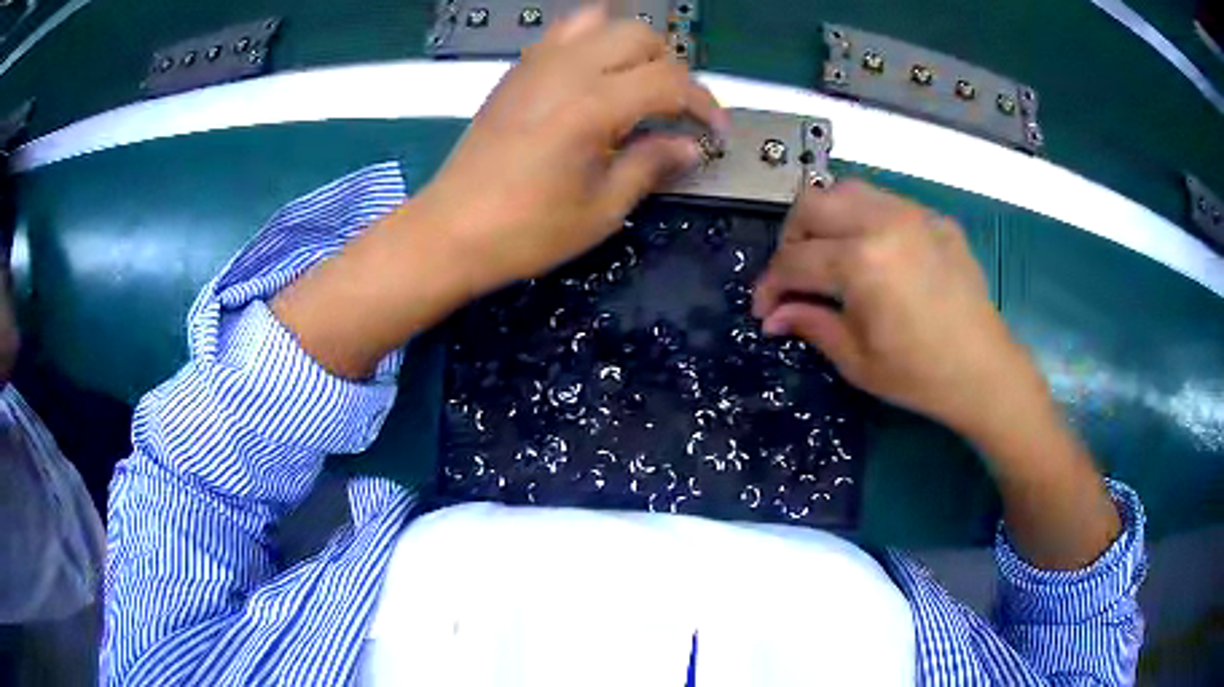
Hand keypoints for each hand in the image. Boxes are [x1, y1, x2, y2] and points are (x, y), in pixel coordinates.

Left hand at [273, 7, 724, 379]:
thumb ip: (651, 165)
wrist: (449, 230)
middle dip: (671, 66)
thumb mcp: (601, 209)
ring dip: (631, 45)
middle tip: (675, 109)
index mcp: (593, 104)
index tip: (716, 132)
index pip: (670, 80)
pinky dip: (592, 41)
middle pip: (639, 35)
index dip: (704, 103)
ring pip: (600, 22)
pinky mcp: (516, 72)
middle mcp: (567, 69)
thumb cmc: (525, 231)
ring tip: (637, 83)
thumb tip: (690, 146)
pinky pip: (563, 33)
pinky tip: (595, 76)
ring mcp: (536, 64)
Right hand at [755, 181, 1121, 569]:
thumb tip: (773, 316)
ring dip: (826, 219)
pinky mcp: (935, 218)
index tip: (764, 310)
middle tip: (795, 276)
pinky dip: (864, 219)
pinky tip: (874, 254)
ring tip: (829, 255)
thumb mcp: (857, 360)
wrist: (985, 371)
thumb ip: (810, 324)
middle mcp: (882, 222)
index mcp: (861, 262)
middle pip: (811, 204)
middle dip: (791, 240)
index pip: (794, 261)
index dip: (770, 286)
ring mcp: (913, 214)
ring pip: (846, 190)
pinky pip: (885, 202)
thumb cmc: (919, 375)